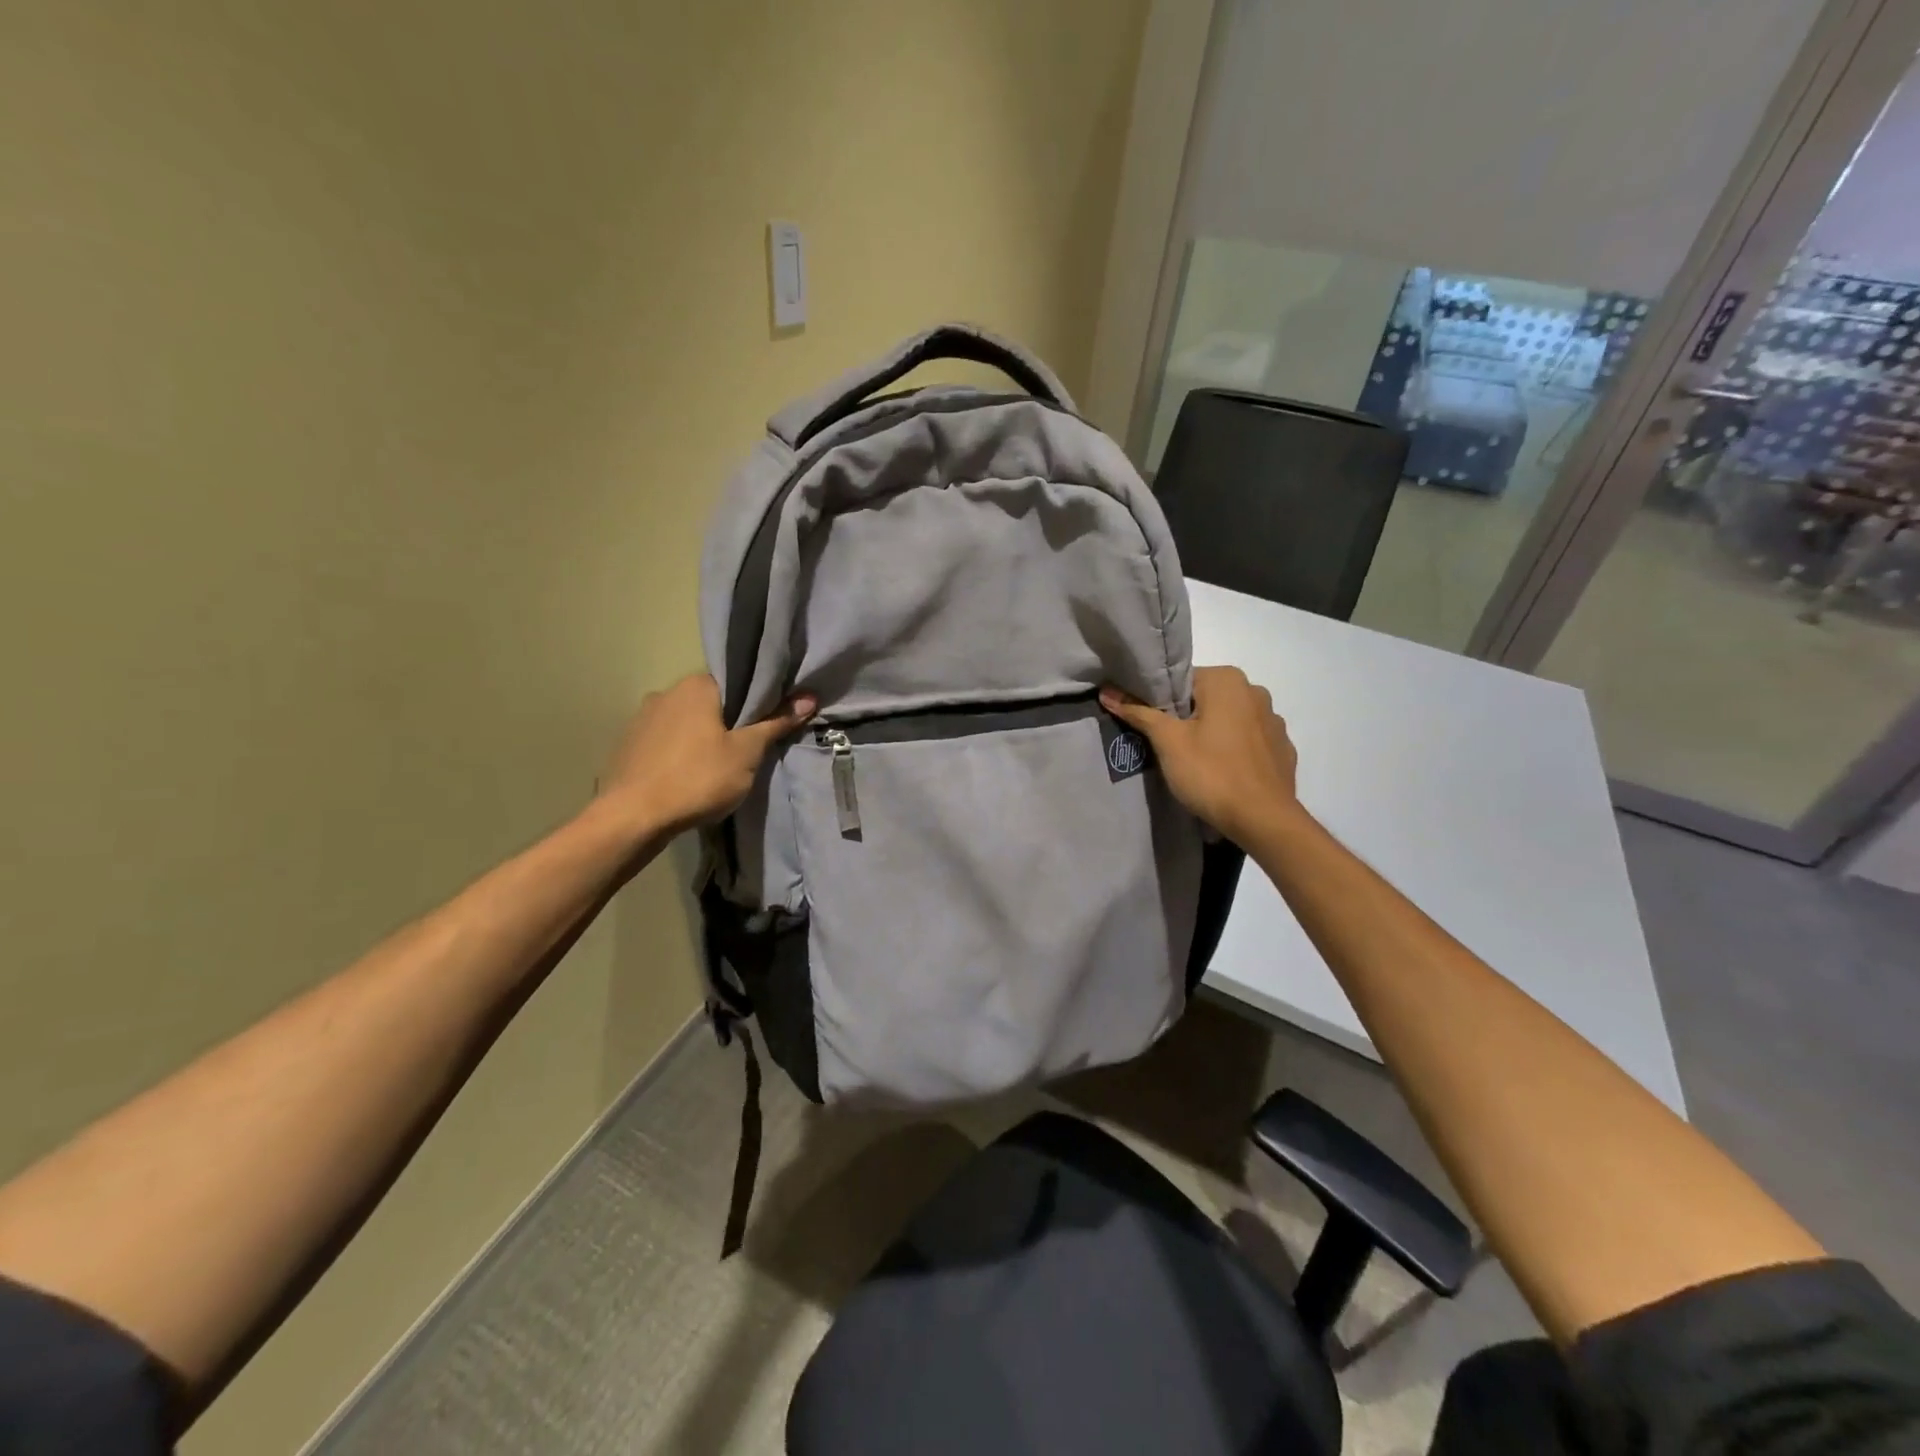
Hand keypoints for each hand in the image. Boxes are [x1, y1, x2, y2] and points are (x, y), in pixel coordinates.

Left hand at [596, 674, 816, 839]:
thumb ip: (776, 722)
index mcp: (697, 685)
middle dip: (729, 721)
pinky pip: (666, 741)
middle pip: (711, 702)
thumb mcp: (747, 753)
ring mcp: (642, 718)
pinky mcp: (629, 744)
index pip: (737, 682)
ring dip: (703, 737)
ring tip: (718, 765)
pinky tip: (688, 775)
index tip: (769, 723)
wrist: (633, 817)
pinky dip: (680, 752)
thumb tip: (809, 698)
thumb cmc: (699, 778)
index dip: (757, 702)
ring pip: (687, 722)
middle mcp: (667, 692)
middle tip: (749, 748)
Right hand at [1101, 666, 1299, 843]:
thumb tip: (1107, 691)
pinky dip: (1234, 751)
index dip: (1161, 703)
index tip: (1150, 726)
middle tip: (1167, 746)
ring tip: (1196, 763)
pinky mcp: (1283, 748)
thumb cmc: (1211, 773)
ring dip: (1212, 733)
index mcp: (1227, 681)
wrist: (1263, 820)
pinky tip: (1223, 773)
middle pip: (1206, 699)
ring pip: (1229, 720)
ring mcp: (1273, 721)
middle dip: (1187, 718)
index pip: (1181, 681)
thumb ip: (1138, 712)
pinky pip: (1249, 741)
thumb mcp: (1167, 742)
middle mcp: (1255, 691)